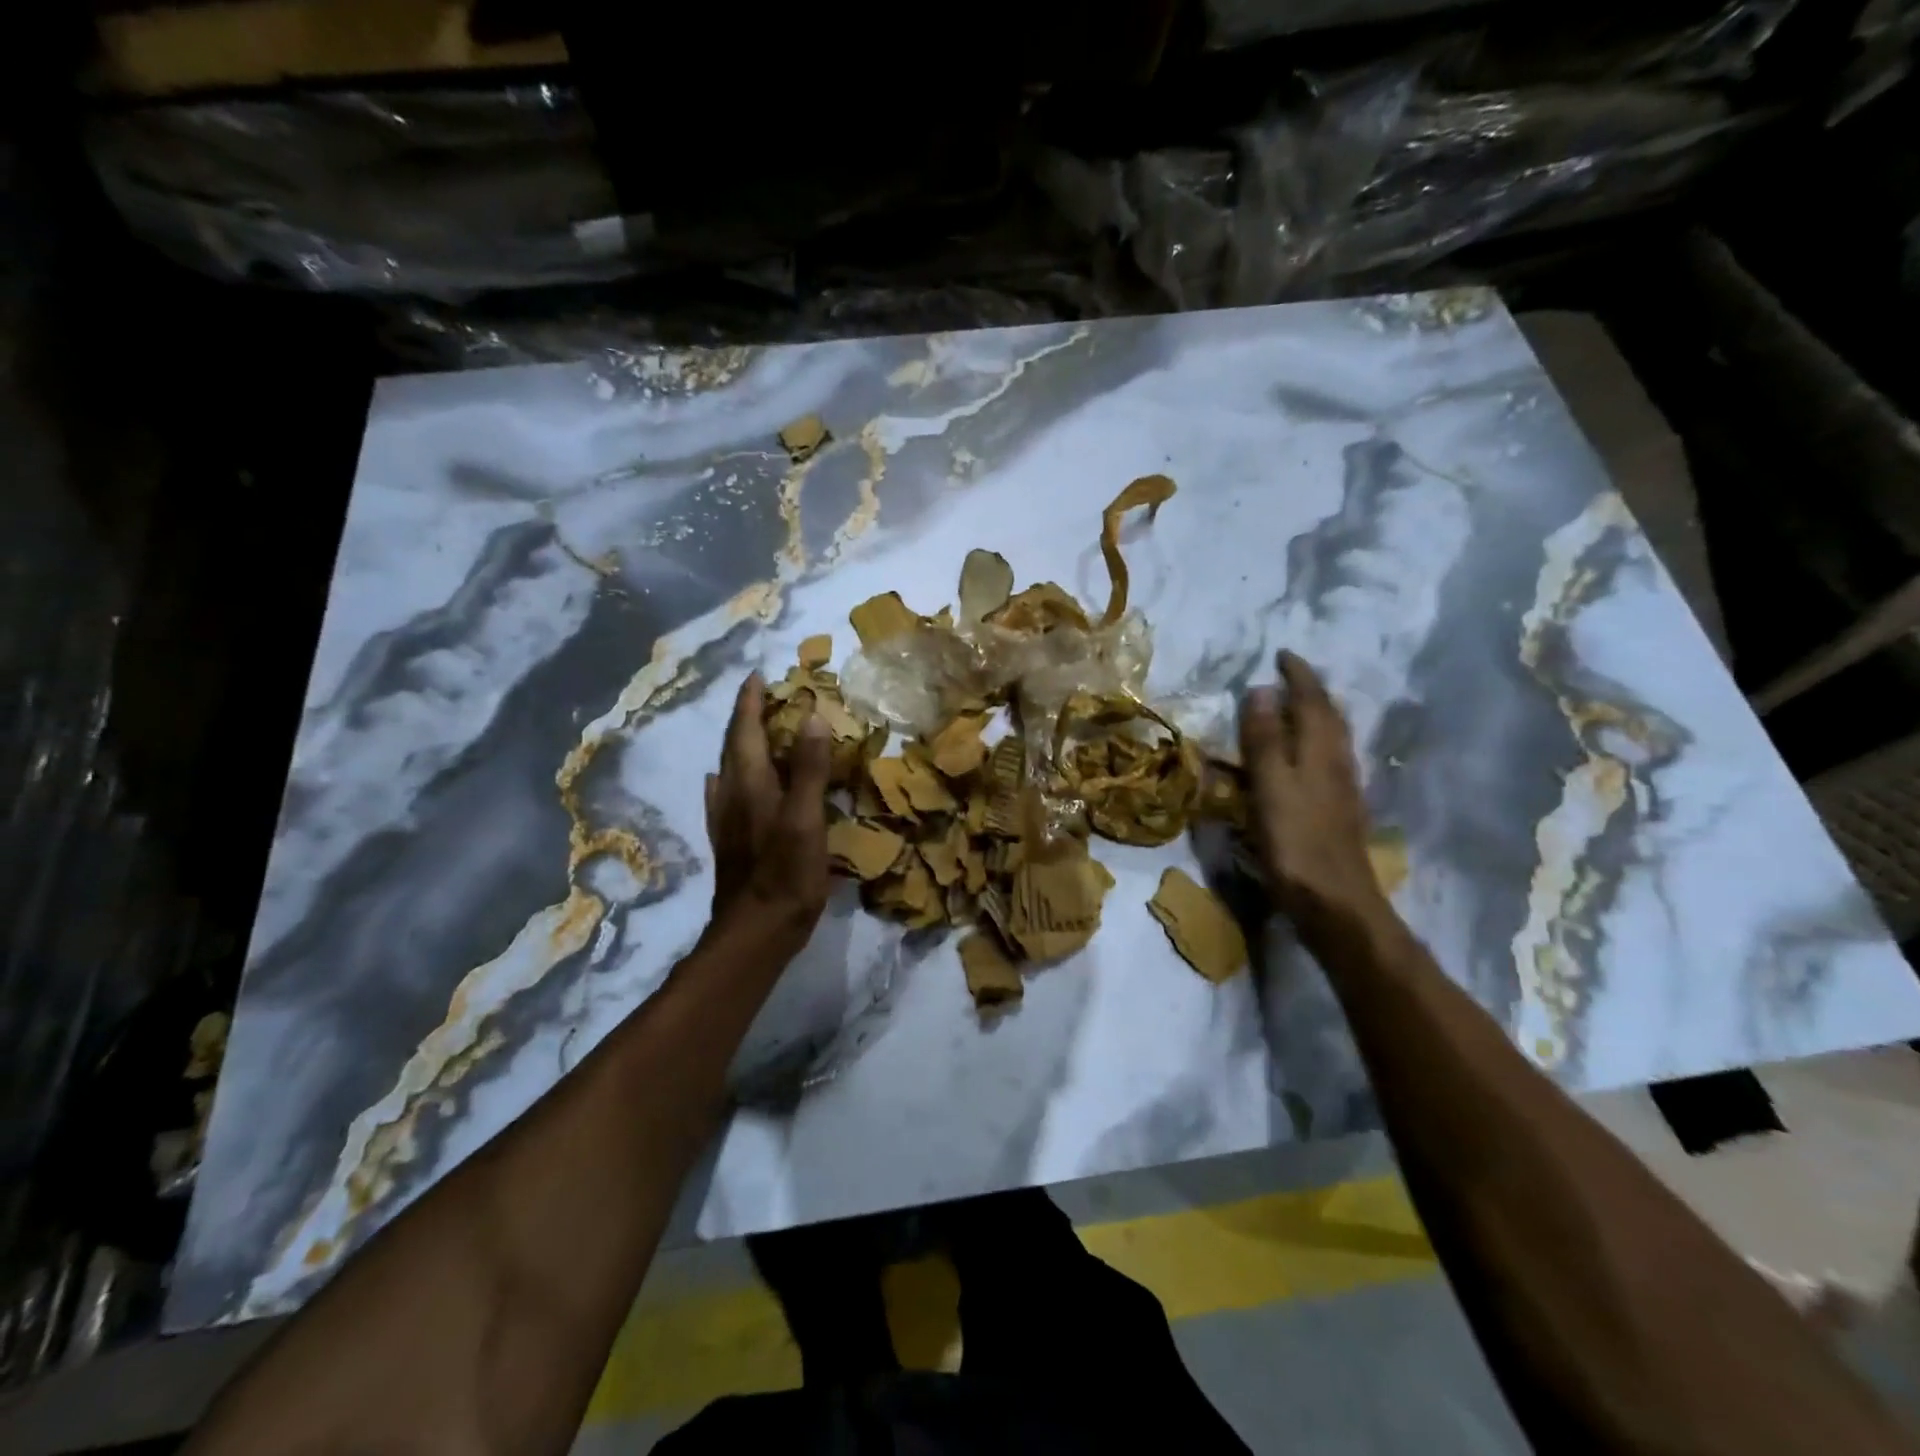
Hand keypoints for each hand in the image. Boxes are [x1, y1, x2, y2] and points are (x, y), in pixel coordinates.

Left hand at [705, 673, 831, 950]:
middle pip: (734, 745)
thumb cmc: (786, 874)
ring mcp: (726, 819)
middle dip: (746, 717)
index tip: (758, 674)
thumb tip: (812, 716)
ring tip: (755, 730)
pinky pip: (724, 795)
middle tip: (763, 695)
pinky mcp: (729, 840)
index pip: (746, 729)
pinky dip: (729, 778)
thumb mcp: (806, 819)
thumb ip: (808, 768)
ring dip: (740, 743)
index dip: (751, 701)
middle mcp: (732, 794)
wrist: (756, 930)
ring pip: (729, 769)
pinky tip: (725, 781)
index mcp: (751, 783)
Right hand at [1238, 651, 1383, 926]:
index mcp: (1320, 749)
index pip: (1312, 698)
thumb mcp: (1270, 785)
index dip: (1298, 674)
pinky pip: (1328, 757)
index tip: (1281, 654)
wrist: (1335, 901)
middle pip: (1329, 714)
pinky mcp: (1339, 809)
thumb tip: (1261, 689)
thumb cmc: (1295, 841)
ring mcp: (1343, 786)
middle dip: (1311, 690)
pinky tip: (1303, 755)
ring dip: (1315, 714)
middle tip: (1289, 675)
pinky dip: (1314, 741)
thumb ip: (1264, 738)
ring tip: (1293, 706)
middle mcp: (1338, 760)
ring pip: (1332, 736)